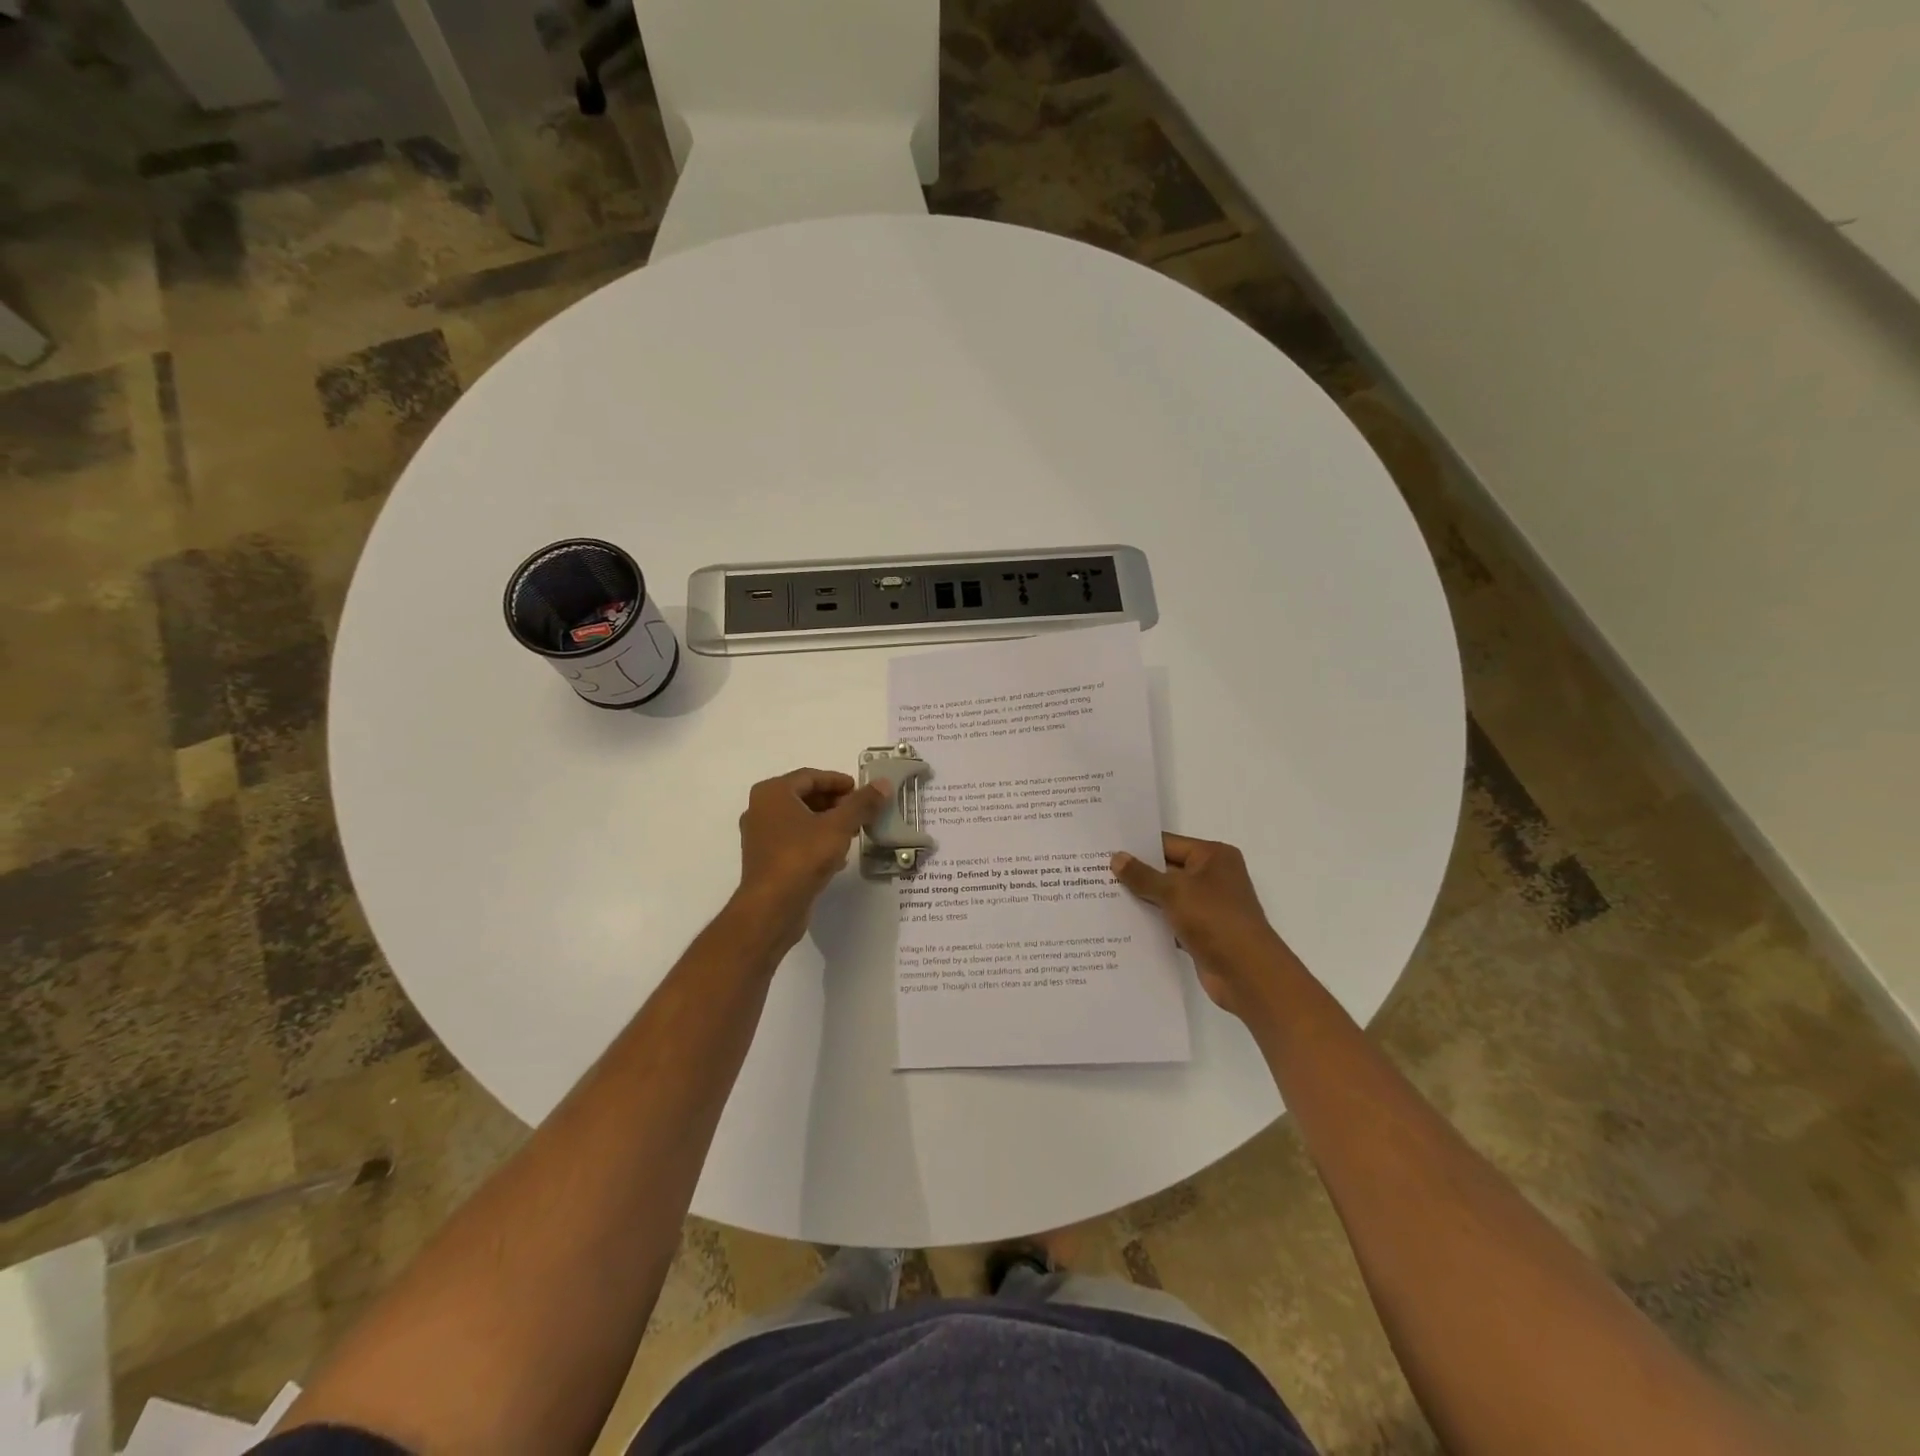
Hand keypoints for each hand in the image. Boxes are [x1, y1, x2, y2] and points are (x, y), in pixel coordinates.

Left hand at [732, 768, 888, 953]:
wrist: (772, 907)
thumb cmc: (802, 856)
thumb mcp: (839, 826)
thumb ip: (862, 803)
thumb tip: (883, 784)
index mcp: (773, 793)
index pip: (810, 776)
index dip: (838, 781)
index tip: (861, 790)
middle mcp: (761, 809)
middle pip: (804, 797)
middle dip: (834, 803)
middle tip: (860, 811)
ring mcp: (760, 836)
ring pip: (800, 820)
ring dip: (827, 823)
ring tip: (854, 832)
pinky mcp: (765, 860)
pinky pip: (794, 841)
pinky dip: (816, 841)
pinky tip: (838, 856)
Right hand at [1111, 834, 1297, 1016]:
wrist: (1247, 973)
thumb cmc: (1214, 919)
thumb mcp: (1174, 891)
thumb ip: (1142, 875)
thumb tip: (1116, 858)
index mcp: (1213, 856)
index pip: (1168, 844)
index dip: (1138, 847)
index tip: (1106, 849)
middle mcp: (1213, 877)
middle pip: (1166, 870)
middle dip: (1136, 874)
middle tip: (1096, 873)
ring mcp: (1208, 906)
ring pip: (1167, 897)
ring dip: (1142, 900)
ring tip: (1102, 897)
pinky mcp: (1202, 932)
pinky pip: (1171, 921)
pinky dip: (1152, 923)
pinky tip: (1122, 924)